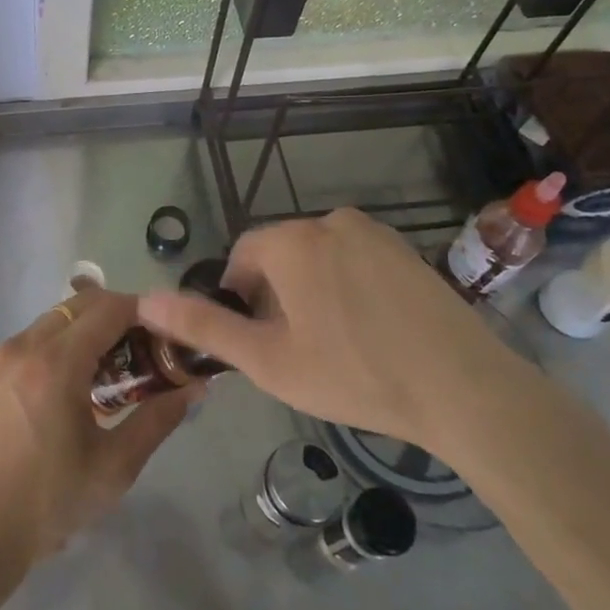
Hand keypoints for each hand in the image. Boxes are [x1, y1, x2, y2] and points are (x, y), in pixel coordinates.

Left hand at [0, 288, 193, 589]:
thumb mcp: (115, 465)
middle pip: (80, 305)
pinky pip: (35, 337)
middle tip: (145, 347)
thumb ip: (157, 419)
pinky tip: (77, 380)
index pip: (108, 310)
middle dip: (117, 314)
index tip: (167, 329)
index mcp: (56, 364)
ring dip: (89, 327)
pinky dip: (62, 341)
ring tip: (114, 366)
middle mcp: (26, 346)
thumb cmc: (51, 501)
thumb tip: (194, 388)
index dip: (142, 311)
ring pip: (56, 318)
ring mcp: (3, 356)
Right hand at [138, 208, 523, 449]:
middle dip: (276, 296)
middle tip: (295, 350)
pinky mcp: (405, 249)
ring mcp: (373, 232)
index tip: (259, 341)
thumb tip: (145, 300)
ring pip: (318, 257)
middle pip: (280, 255)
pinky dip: (347, 287)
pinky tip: (369, 331)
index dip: (241, 300)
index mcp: (291, 240)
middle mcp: (328, 221)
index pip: (242, 257)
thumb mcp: (268, 360)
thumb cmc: (354, 374)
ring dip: (311, 291)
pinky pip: (355, 260)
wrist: (464, 388)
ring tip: (333, 344)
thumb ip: (203, 327)